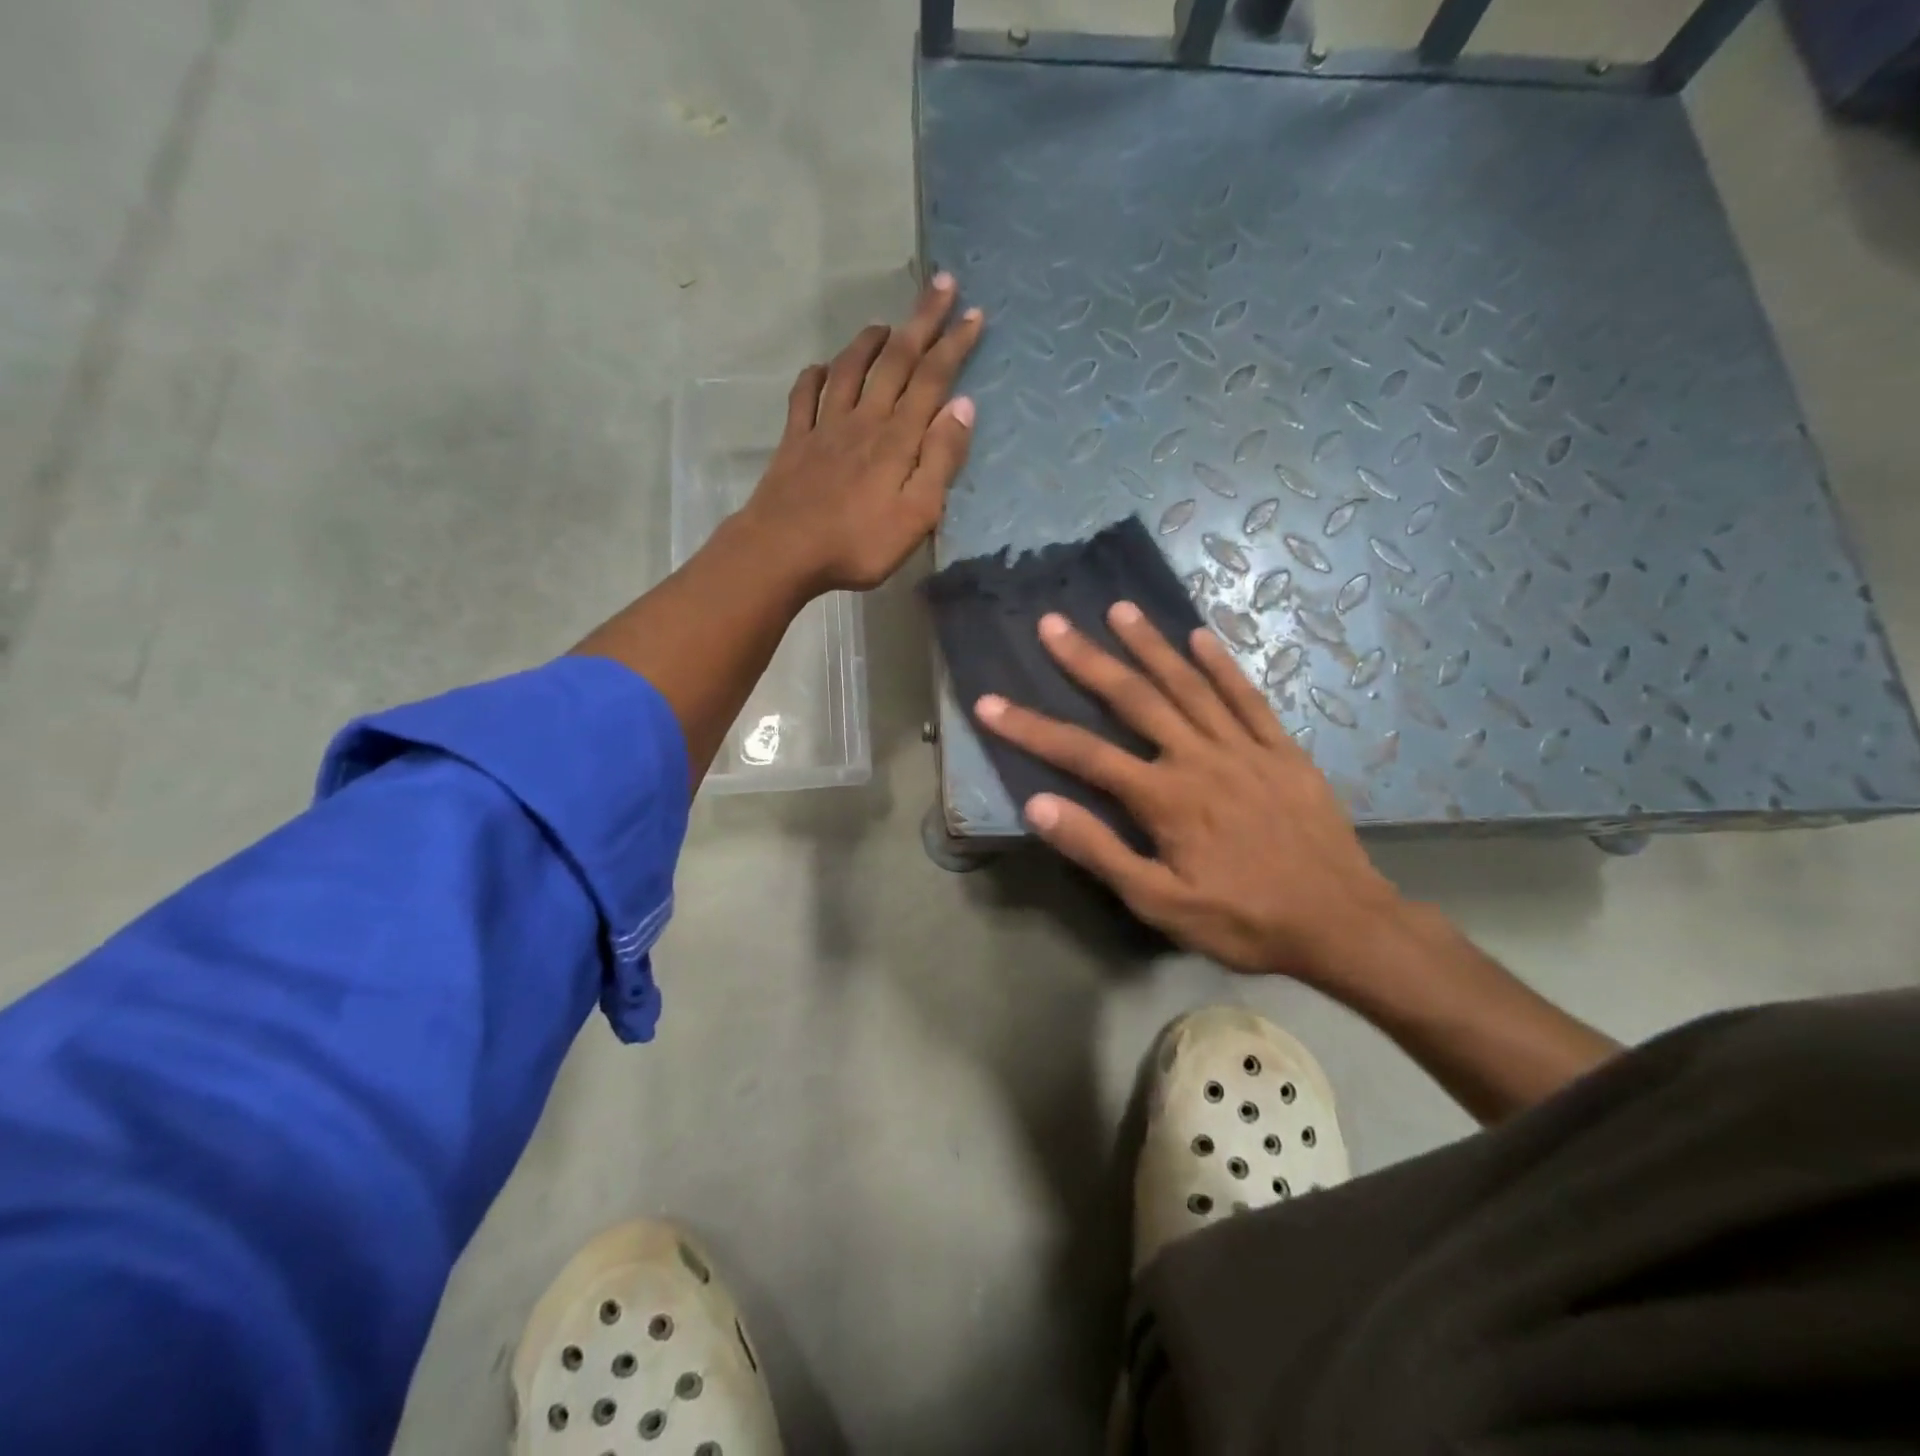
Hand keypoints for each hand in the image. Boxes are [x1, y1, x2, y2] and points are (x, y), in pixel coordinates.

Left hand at [739, 275, 982, 594]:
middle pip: (896, 361)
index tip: (973, 313)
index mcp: (897, 438)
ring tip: (885, 323)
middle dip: (921, 322)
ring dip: (870, 342)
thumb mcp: (917, 514)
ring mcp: (825, 427)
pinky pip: (805, 397)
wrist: (784, 551)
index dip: (954, 344)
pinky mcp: (796, 442)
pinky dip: (816, 376)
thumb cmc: (858, 542)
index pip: (932, 379)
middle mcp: (864, 420)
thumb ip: (941, 460)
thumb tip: (963, 406)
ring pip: (851, 370)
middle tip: (940, 284)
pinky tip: (821, 368)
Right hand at [973, 605, 1405, 986]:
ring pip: (1188, 685)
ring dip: (1150, 645)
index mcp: (1164, 797)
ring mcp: (1243, 747)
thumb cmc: (1243, 919)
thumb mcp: (1160, 903)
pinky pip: (1247, 697)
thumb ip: (1099, 851)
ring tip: (1119, 609)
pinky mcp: (1282, 749)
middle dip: (1088, 660)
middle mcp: (1198, 757)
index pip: (1082, 754)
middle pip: (1133, 699)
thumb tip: (1038, 806)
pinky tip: (1201, 636)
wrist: (1341, 922)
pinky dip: (1222, 665)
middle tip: (1053, 623)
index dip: (1030, 728)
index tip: (990, 703)